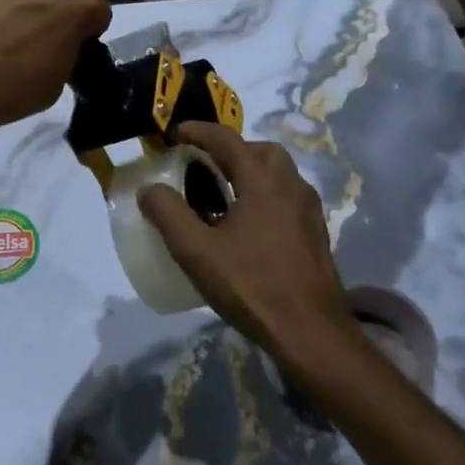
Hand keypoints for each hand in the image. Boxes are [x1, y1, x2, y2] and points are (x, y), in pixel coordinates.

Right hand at [139, 121, 348, 353]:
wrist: (311, 333)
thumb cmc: (251, 285)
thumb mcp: (196, 251)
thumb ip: (168, 213)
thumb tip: (149, 188)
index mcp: (263, 181)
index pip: (227, 140)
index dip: (198, 131)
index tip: (174, 134)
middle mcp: (290, 185)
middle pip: (259, 150)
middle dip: (229, 149)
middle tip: (202, 163)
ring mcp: (308, 209)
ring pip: (277, 173)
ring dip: (249, 171)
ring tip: (221, 193)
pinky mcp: (315, 233)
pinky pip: (286, 196)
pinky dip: (263, 193)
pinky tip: (246, 223)